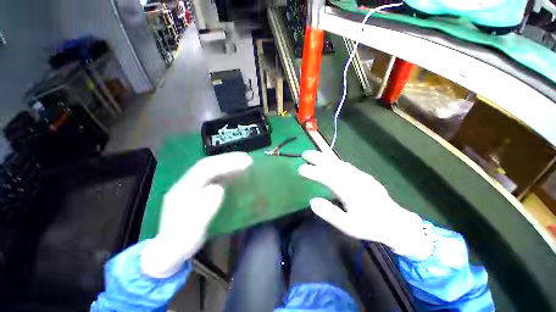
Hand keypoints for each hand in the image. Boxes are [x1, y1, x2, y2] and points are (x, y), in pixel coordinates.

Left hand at [141, 152, 252, 277]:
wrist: (167, 250)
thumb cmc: (180, 244)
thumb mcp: (189, 235)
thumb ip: (202, 212)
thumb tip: (219, 188)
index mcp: (182, 190)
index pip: (205, 169)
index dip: (225, 163)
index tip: (244, 163)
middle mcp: (186, 183)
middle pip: (208, 165)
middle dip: (229, 160)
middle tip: (248, 159)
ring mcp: (192, 186)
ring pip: (211, 168)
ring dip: (228, 163)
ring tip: (245, 163)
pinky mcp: (199, 190)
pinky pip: (214, 176)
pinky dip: (226, 171)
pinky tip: (236, 173)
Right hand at [298, 150, 432, 259]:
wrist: (396, 223)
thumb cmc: (371, 226)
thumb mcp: (349, 227)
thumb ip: (330, 213)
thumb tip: (313, 201)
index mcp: (352, 192)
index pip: (328, 178)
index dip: (314, 172)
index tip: (301, 169)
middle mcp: (356, 180)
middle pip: (334, 165)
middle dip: (318, 158)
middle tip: (305, 154)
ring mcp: (361, 176)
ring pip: (340, 163)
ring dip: (326, 158)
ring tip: (314, 154)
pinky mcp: (364, 176)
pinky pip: (346, 166)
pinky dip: (335, 161)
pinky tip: (330, 161)